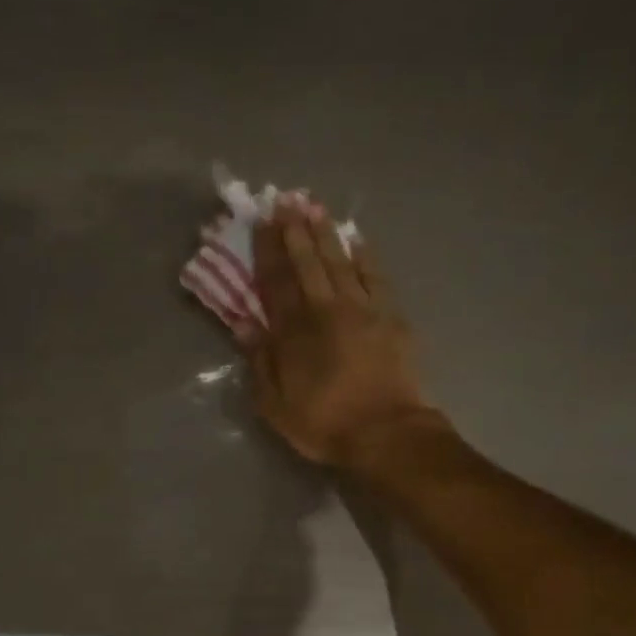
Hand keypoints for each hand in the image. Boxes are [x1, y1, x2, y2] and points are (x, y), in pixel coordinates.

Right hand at [241, 197, 438, 467]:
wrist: (386, 433)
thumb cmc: (324, 424)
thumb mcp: (276, 405)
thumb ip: (260, 363)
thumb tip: (244, 324)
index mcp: (294, 333)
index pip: (276, 283)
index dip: (267, 252)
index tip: (261, 224)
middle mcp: (326, 311)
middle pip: (308, 264)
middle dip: (295, 232)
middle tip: (286, 202)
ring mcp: (362, 310)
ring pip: (340, 262)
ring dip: (326, 235)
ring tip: (315, 209)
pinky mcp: (391, 317)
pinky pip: (375, 277)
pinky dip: (365, 257)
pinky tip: (357, 240)